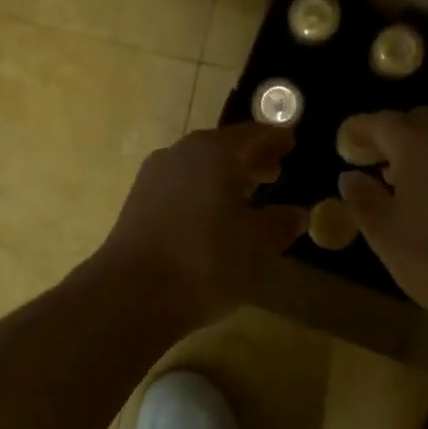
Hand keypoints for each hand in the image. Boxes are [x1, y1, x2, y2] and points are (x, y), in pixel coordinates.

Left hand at [94, 124, 306, 331]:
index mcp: (215, 152)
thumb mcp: (256, 246)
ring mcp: (154, 176)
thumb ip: (279, 224)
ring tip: (246, 196)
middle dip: (250, 158)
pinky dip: (202, 192)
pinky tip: (212, 217)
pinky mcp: (138, 202)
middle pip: (223, 147)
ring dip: (225, 177)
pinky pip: (181, 186)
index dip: (275, 139)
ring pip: (199, 166)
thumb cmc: (205, 261)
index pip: (253, 134)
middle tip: (274, 171)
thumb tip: (296, 213)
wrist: (131, 294)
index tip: (291, 143)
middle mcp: (182, 153)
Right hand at [338, 107, 427, 334]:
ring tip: (408, 186)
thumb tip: (350, 177)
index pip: (381, 122)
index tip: (345, 143)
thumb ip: (363, 199)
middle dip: (394, 137)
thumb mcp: (386, 235)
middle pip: (418, 122)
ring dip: (424, 152)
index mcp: (420, 144)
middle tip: (376, 165)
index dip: (358, 130)